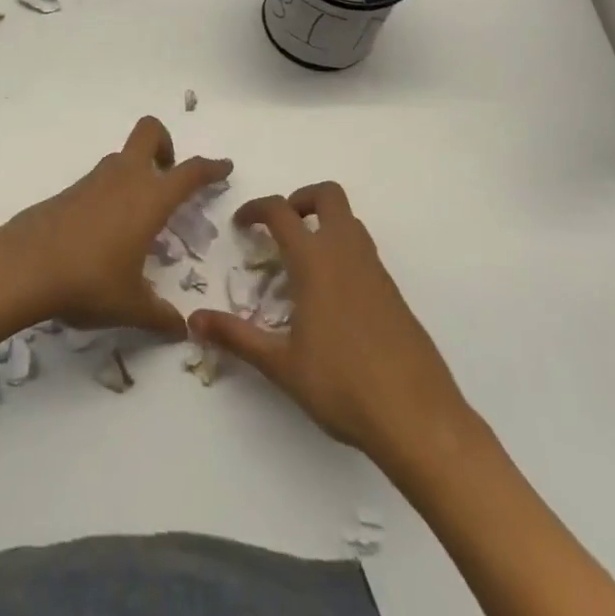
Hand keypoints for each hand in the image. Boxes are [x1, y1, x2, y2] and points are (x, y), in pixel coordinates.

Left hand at [3, 116, 230, 339]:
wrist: (24, 266)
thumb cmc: (89, 281)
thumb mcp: (131, 305)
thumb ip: (160, 316)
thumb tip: (181, 330)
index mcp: (149, 199)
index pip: (190, 172)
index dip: (211, 167)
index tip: (224, 166)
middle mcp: (124, 179)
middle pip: (149, 131)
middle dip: (165, 142)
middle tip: (168, 174)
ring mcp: (93, 180)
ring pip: (122, 156)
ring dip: (136, 170)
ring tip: (138, 215)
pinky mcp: (69, 191)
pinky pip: (99, 180)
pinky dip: (111, 192)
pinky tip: (105, 231)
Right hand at [190, 183, 470, 458]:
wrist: (419, 418)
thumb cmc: (342, 386)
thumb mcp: (281, 364)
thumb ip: (237, 337)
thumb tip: (195, 320)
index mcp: (316, 261)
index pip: (281, 211)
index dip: (256, 208)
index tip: (241, 224)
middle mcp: (347, 253)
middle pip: (328, 196)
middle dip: (301, 199)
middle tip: (281, 228)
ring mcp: (376, 271)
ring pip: (350, 221)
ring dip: (324, 224)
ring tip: (302, 262)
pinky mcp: (394, 293)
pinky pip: (364, 251)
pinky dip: (343, 252)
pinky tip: (332, 297)